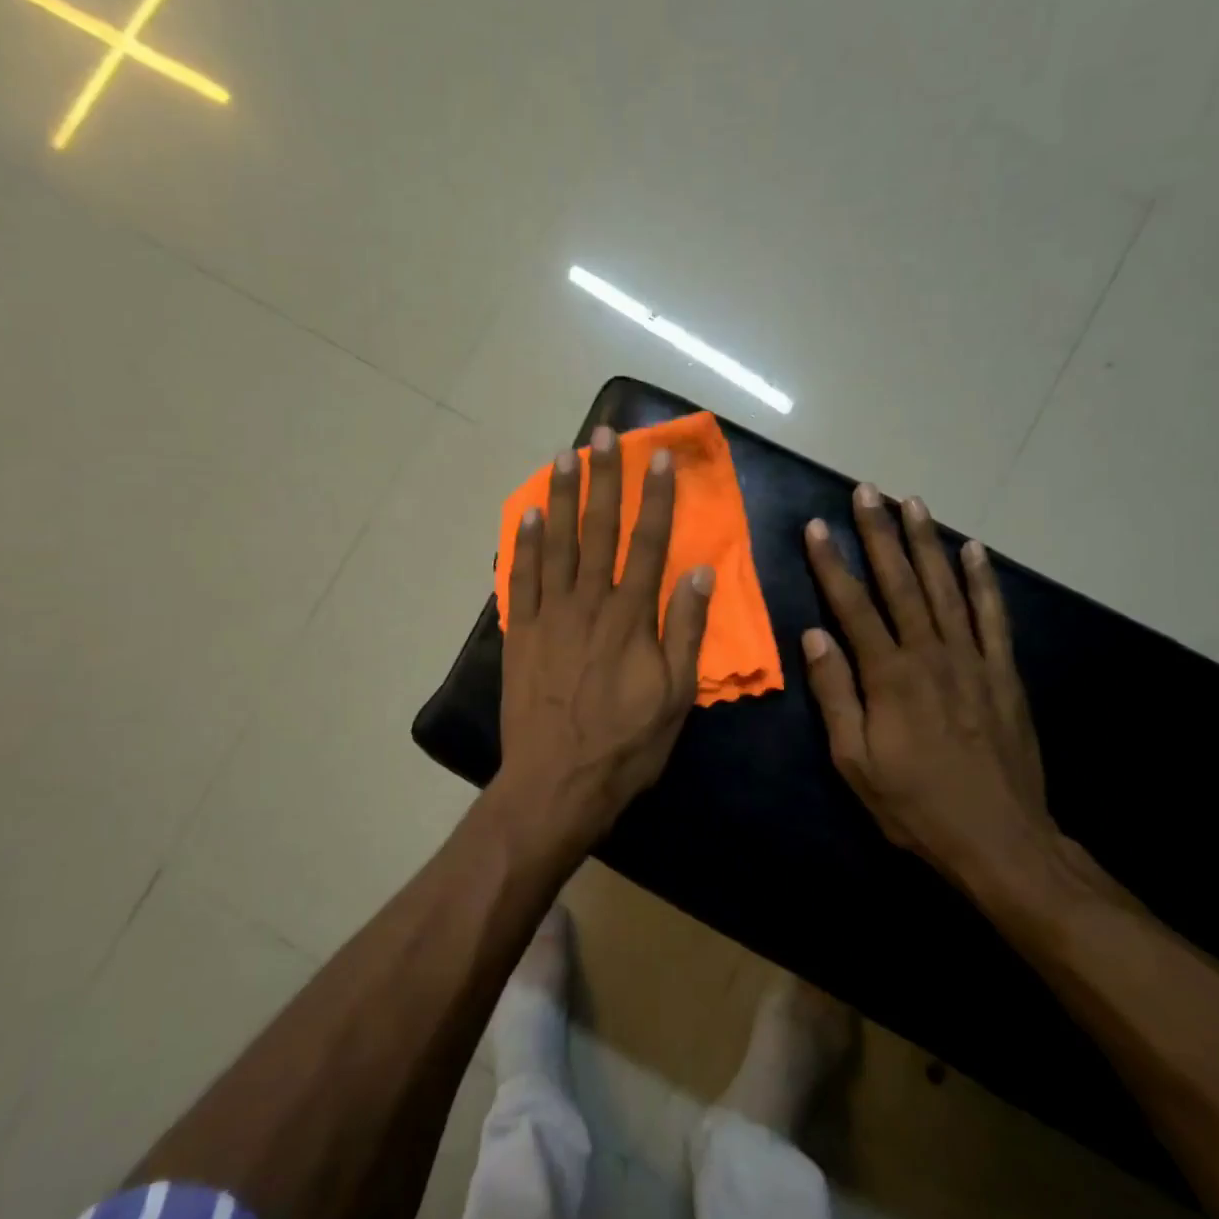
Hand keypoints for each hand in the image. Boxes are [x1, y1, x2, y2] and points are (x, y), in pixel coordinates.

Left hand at [499, 426, 713, 842]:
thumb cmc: (625, 744)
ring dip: (560, 498)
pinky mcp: (519, 633)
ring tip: (563, 457)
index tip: (657, 457)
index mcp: (631, 617)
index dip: (655, 498)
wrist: (556, 783)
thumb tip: (699, 573)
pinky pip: (520, 578)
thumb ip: (686, 631)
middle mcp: (588, 604)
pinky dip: (524, 544)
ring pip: (555, 544)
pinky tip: (527, 514)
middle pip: (598, 531)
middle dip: (603, 480)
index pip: (648, 544)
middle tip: (603, 436)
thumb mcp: (675, 697)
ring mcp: (548, 615)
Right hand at [801, 483, 1051, 876]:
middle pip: (900, 582)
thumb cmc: (915, 804)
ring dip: (927, 542)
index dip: (832, 563)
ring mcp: (972, 658)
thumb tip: (813, 634)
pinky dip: (983, 580)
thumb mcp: (855, 761)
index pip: (853, 605)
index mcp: (889, 675)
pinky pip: (992, 615)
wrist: (1000, 839)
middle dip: (880, 533)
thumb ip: (835, 693)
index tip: (817, 526)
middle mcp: (931, 653)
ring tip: (913, 502)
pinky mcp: (1003, 672)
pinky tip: (973, 550)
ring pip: (946, 587)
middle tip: (867, 491)